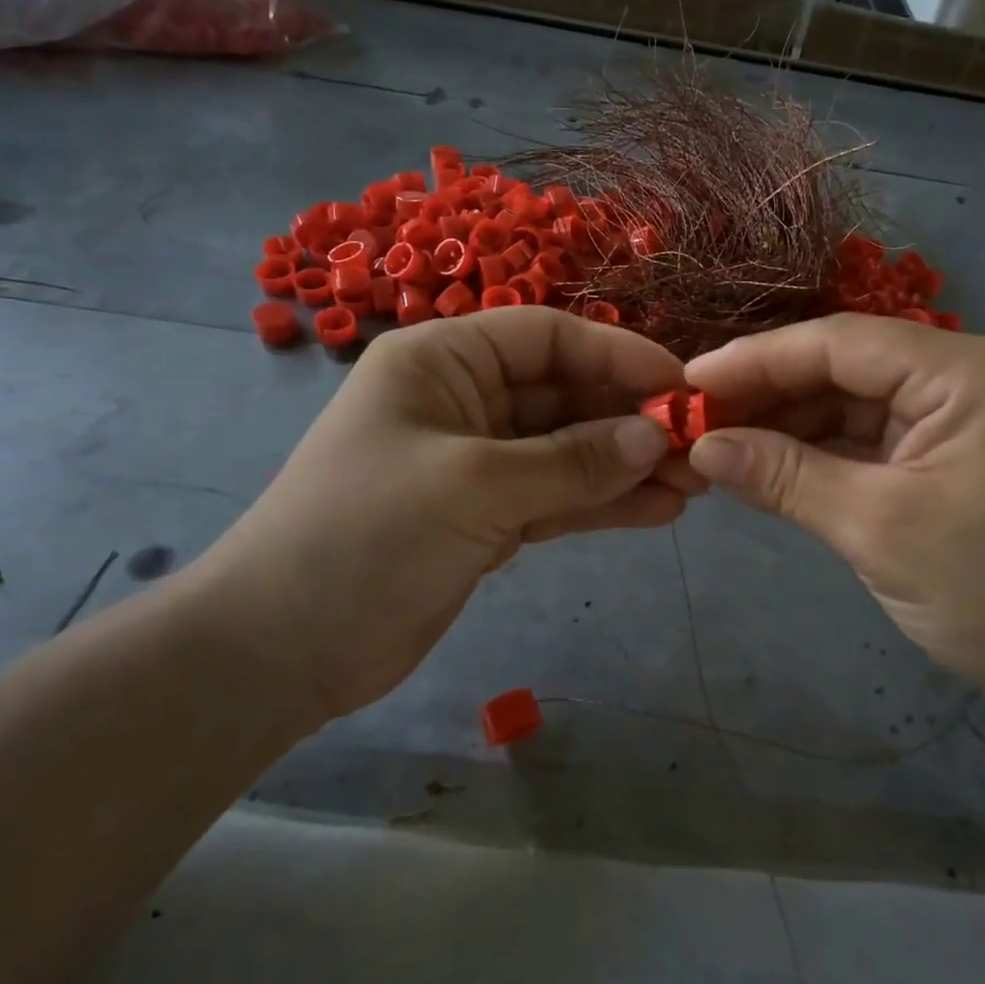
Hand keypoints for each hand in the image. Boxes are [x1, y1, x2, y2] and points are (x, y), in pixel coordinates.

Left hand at [188, 308, 692, 720]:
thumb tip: (655, 438)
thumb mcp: (476, 485)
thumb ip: (572, 461)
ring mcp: (477, 463)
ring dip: (626, 466)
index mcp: (444, 361)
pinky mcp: (486, 517)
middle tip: (700, 447)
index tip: (681, 386)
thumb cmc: (367, 534)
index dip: (618, 355)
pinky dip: (601, 504)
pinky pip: (556, 498)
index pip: (548, 337)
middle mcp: (464, 401)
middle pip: (564, 396)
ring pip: (567, 452)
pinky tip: (657, 511)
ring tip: (694, 484)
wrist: (284, 646)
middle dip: (630, 420)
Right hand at [683, 315, 984, 720]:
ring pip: (853, 400)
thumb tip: (700, 446)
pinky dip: (819, 450)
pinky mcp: (951, 449)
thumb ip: (783, 476)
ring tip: (718, 443)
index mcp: (971, 371)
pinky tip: (766, 462)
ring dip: (788, 423)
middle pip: (846, 366)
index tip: (689, 381)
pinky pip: (871, 435)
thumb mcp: (875, 528)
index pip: (842, 343)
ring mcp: (962, 412)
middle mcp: (969, 374)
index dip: (757, 359)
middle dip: (769, 393)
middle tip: (695, 418)